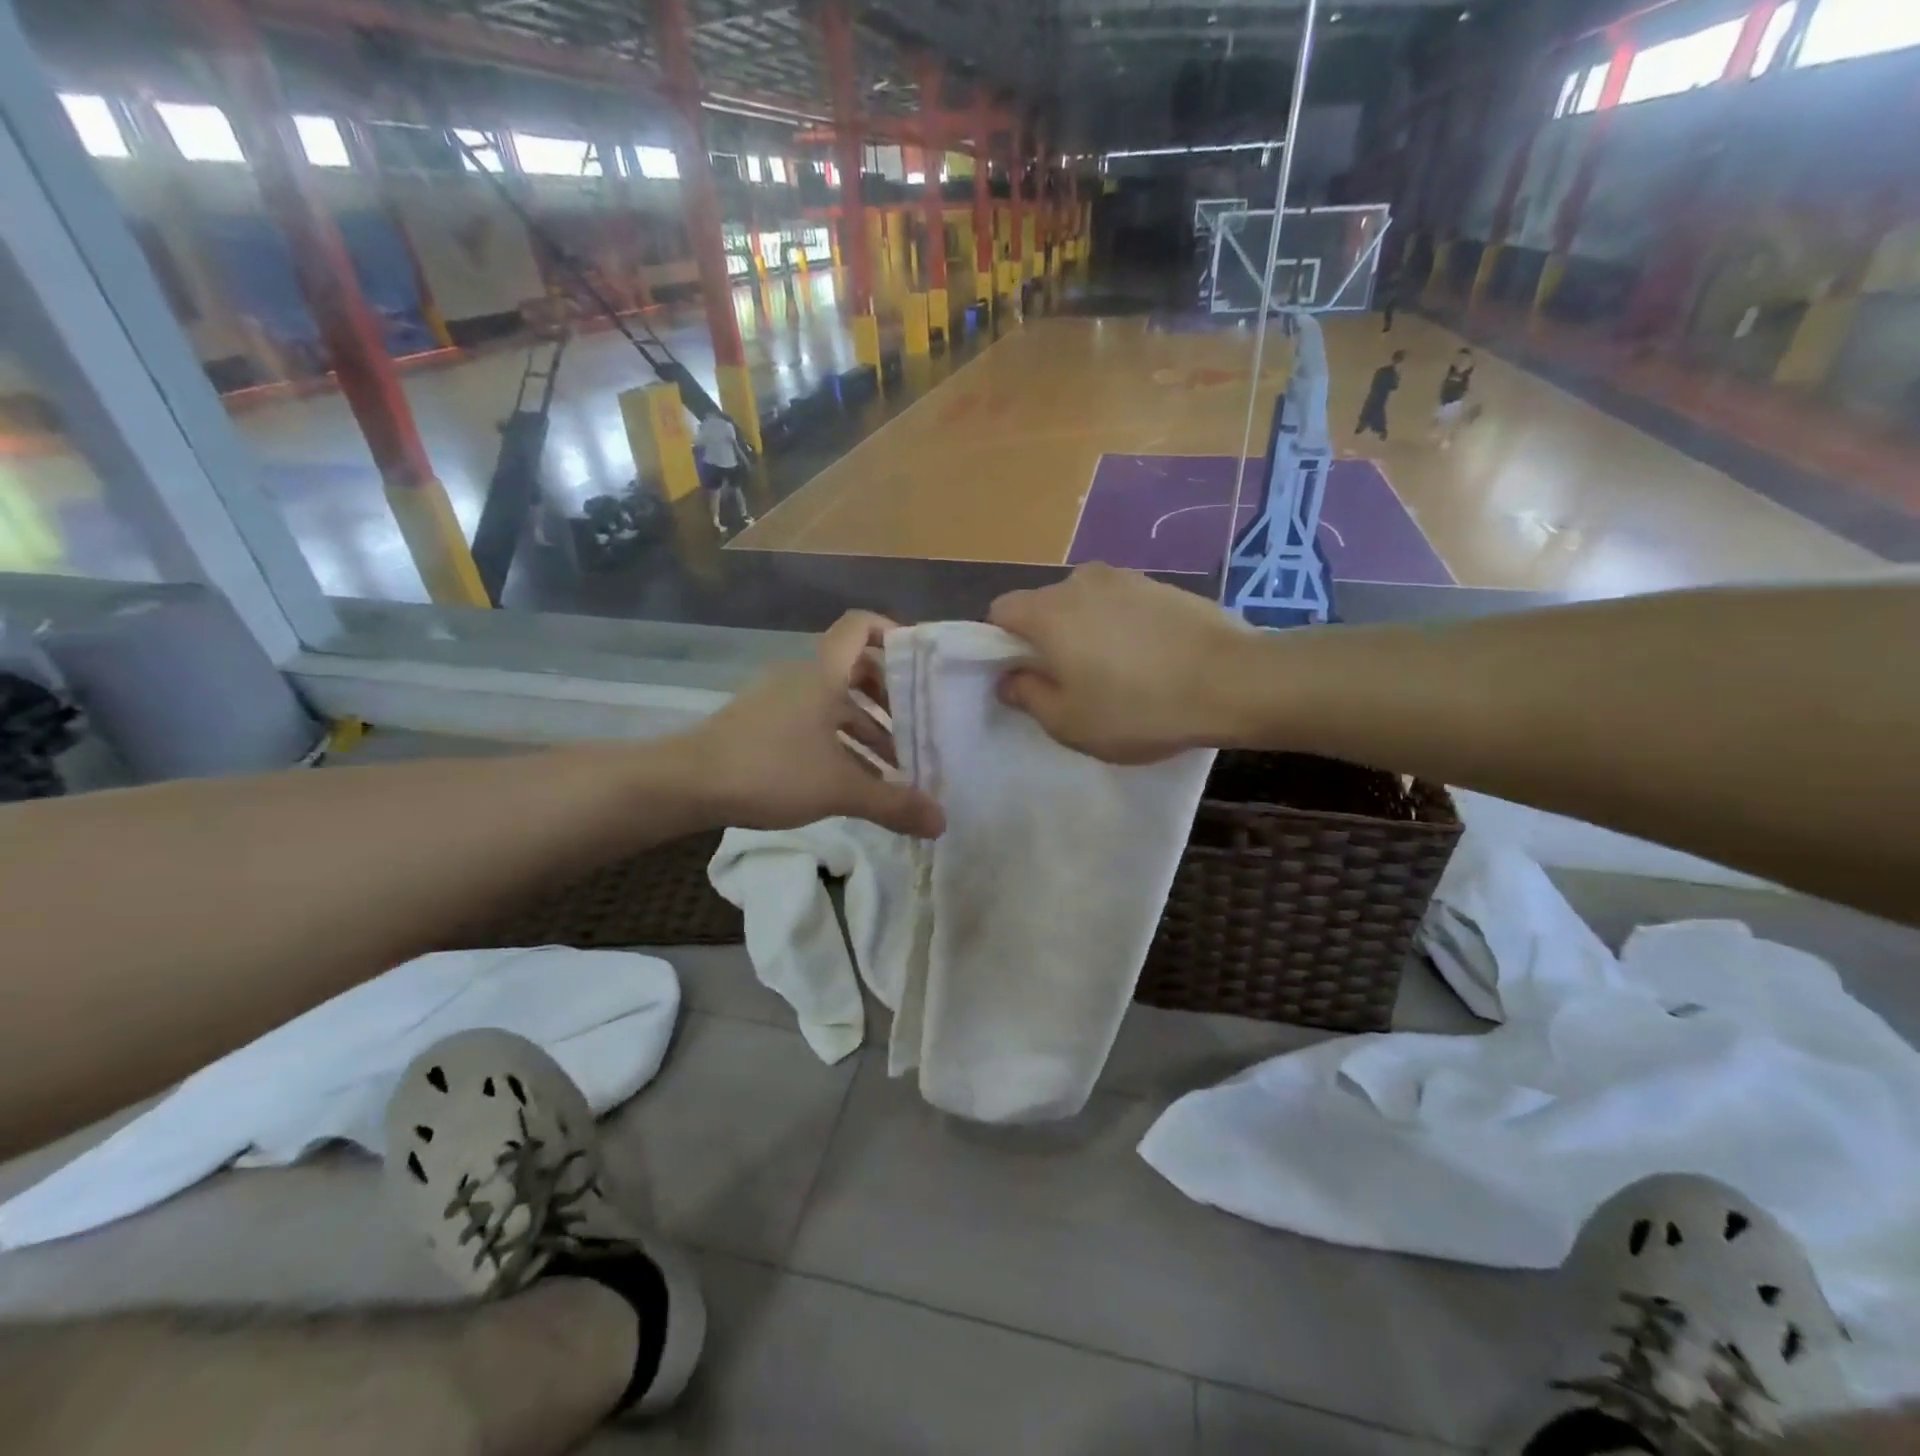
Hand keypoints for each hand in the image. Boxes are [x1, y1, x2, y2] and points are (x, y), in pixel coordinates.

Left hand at [690, 612, 944, 838]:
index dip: (893, 631)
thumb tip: (942, 823)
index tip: (920, 662)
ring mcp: (778, 700)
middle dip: (889, 697)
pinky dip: (838, 743)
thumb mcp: (840, 788)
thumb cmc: (771, 770)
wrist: (688, 783)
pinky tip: (853, 780)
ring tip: (893, 766)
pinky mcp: (762, 724)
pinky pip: (812, 723)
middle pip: (855, 669)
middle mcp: (802, 677)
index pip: (860, 625)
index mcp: (823, 674)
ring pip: (834, 703)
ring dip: (866, 728)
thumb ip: (893, 803)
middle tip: (918, 725)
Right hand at [988, 564, 1250, 763]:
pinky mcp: (1161, 584)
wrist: (1232, 681)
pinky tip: (1148, 659)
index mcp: (1048, 612)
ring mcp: (1125, 578)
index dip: (1001, 644)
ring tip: (1115, 672)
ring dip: (1085, 631)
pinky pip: (1121, 604)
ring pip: (1084, 603)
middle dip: (1045, 639)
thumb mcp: (1069, 723)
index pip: (1000, 611)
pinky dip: (1120, 626)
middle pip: (1043, 605)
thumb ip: (1027, 696)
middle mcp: (1080, 581)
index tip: (1023, 676)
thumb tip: (1009, 678)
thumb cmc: (1138, 708)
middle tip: (1069, 682)